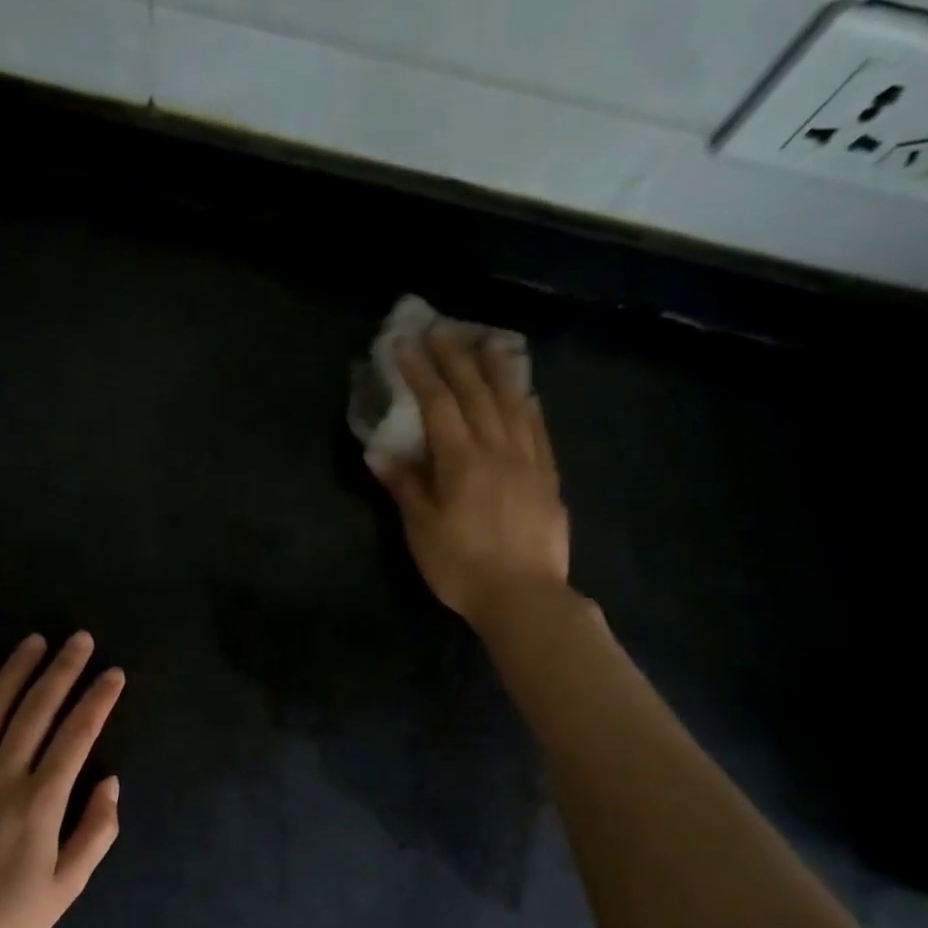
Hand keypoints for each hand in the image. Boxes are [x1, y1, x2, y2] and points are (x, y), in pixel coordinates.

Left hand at [0, 633, 124, 927]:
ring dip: (15, 669)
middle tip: (80, 639)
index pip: (77, 734)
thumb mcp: (66, 887)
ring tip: (35, 641)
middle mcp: (2, 774)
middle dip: (63, 669)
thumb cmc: (6, 914)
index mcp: (40, 800)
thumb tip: (111, 782)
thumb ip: (96, 832)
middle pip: (37, 708)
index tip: (114, 673)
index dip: (98, 700)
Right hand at [370, 324, 569, 630]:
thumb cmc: (461, 566)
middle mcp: (498, 449)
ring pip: (513, 403)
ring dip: (497, 369)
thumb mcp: (421, 529)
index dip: (421, 372)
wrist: (524, 597)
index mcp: (461, 460)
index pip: (439, 404)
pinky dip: (528, 405)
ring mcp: (529, 461)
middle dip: (456, 358)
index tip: (405, 344)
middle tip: (441, 331)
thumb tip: (379, 450)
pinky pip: (538, 429)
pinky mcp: (548, 478)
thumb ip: (403, 485)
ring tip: (487, 342)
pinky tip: (526, 393)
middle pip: (477, 393)